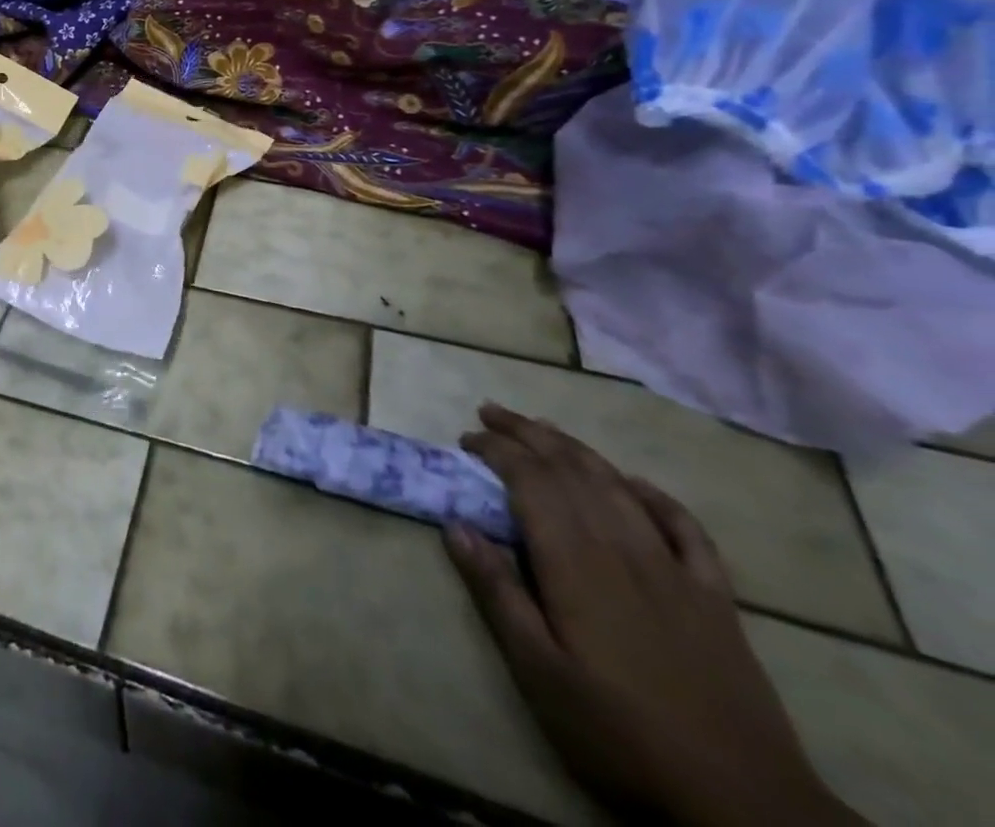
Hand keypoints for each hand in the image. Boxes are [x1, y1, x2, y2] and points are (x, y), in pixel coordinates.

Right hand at [445, 404, 865, 826]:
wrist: (746, 804)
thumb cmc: (621, 733)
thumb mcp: (539, 671)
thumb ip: (497, 592)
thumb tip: (454, 525)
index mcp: (575, 562)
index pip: (530, 480)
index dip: (497, 449)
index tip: (467, 438)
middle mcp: (622, 547)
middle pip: (571, 469)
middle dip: (527, 433)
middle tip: (490, 412)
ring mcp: (675, 569)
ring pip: (617, 485)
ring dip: (575, 448)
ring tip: (543, 427)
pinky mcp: (715, 597)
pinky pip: (684, 527)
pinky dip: (655, 496)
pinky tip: (635, 483)